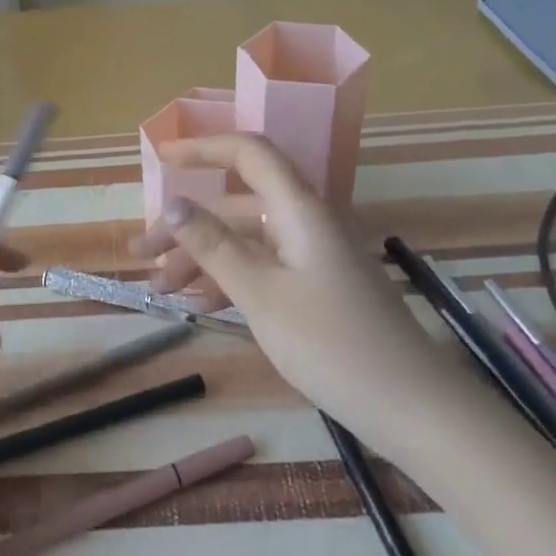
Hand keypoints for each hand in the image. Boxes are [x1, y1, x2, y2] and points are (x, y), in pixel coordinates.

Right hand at [133, 134, 444, 419]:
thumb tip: (173, 203)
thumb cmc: (332, 344)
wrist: (411, 407)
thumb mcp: (261, 295)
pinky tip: (202, 307)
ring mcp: (314, 255)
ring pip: (248, 239)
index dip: (203, 148)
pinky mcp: (319, 286)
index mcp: (299, 210)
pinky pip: (265, 267)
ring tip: (162, 289)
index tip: (161, 160)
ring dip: (204, 257)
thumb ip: (214, 246)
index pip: (249, 154)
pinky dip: (232, 279)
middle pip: (238, 204)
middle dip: (187, 225)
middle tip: (143, 255)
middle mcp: (307, 222)